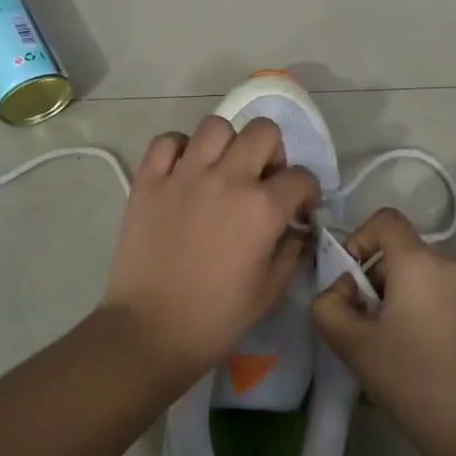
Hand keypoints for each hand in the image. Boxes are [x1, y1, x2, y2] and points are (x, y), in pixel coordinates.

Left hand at [102, 115, 320, 377]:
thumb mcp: (270, 290)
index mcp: (262, 208)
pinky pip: (167, 141)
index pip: (301, 177)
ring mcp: (184, 175)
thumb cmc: (216, 318)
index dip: (307, 193)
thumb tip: (297, 228)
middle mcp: (226, 178)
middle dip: (273, 153)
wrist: (150, 330)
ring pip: (216, 125)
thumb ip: (291, 251)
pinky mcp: (149, 180)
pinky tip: (184, 172)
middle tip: (263, 180)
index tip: (299, 210)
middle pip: (263, 132)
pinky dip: (179, 149)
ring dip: (228, 144)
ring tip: (222, 170)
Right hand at [311, 208, 455, 455]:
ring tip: (386, 351)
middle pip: (402, 255)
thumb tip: (337, 294)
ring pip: (422, 282)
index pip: (385, 220)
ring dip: (397, 303)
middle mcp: (452, 266)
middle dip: (374, 282)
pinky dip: (422, 317)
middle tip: (360, 327)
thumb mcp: (353, 345)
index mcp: (420, 263)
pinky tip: (416, 363)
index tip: (348, 281)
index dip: (358, 239)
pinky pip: (443, 303)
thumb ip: (328, 308)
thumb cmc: (413, 381)